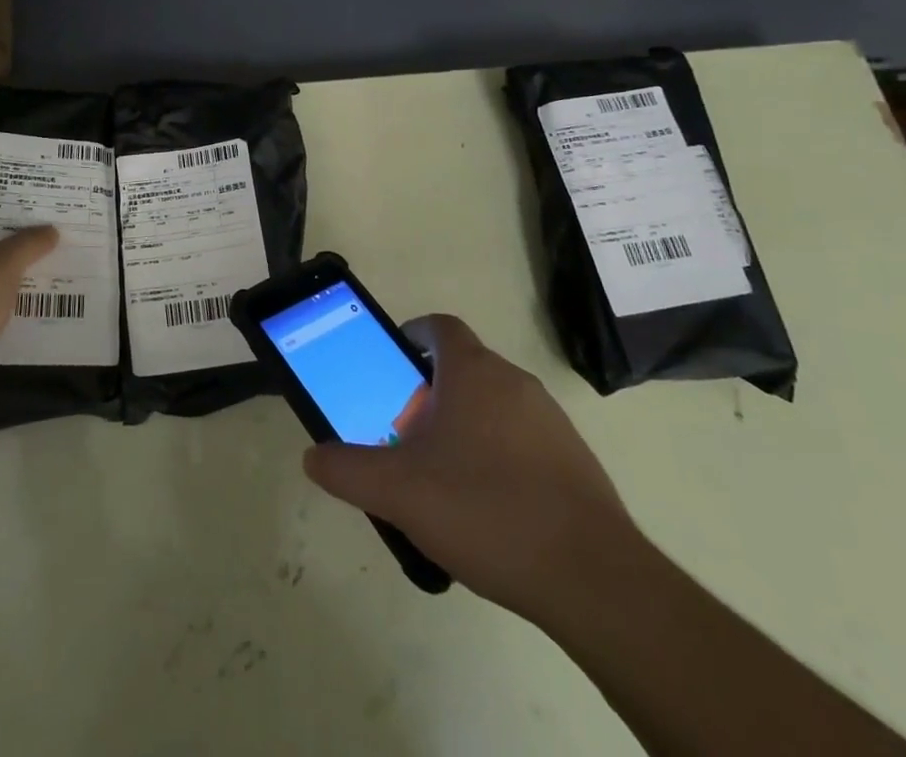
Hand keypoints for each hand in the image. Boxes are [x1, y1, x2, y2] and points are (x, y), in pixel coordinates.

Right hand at [303, 313, 637, 622]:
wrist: (592, 578)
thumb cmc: (485, 510)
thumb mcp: (398, 491)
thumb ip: (347, 470)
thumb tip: (313, 457)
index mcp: (473, 372)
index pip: (439, 327)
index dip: (411, 336)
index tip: (392, 366)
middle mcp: (514, 382)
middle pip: (463, 368)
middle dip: (430, 391)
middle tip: (404, 433)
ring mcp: (551, 420)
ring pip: (494, 405)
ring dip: (464, 425)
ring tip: (441, 477)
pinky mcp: (575, 461)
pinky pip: (523, 440)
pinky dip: (498, 456)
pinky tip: (486, 509)